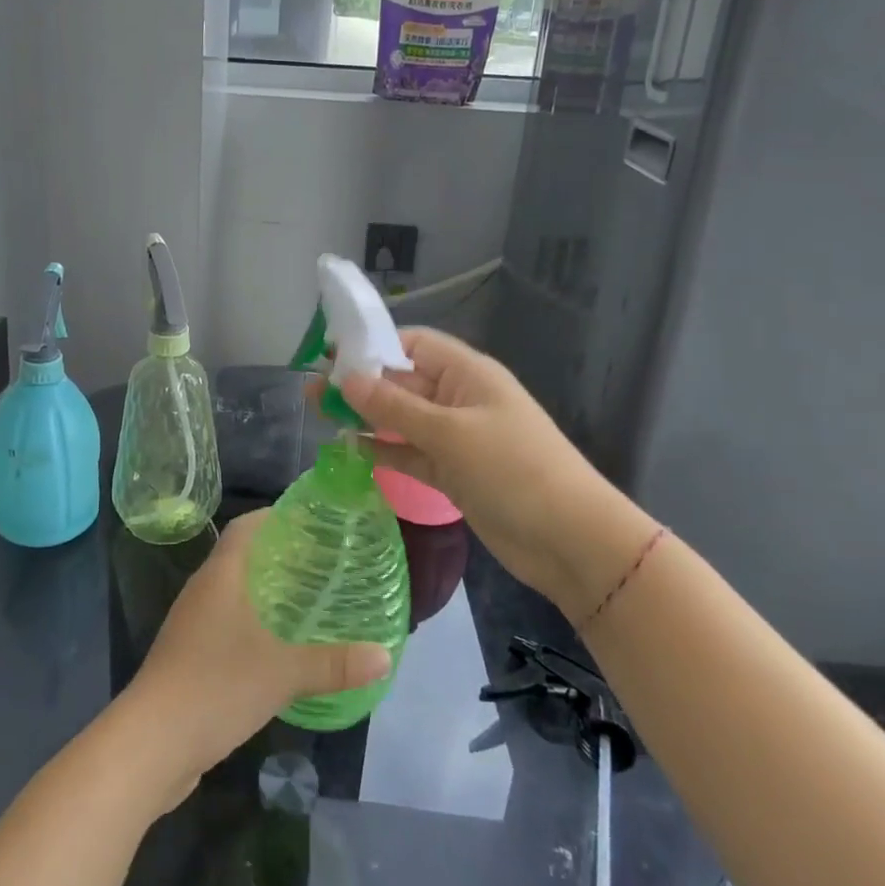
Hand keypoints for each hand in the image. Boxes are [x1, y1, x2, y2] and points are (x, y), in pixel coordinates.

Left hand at [117, 510, 390, 806]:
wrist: (151, 744)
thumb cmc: (216, 686)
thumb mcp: (283, 673)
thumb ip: (334, 663)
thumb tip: (384, 656)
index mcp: (220, 575)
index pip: (246, 527)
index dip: (275, 517)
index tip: (311, 520)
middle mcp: (203, 591)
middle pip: (242, 557)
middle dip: (279, 556)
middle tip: (323, 562)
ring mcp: (191, 625)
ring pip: (234, 594)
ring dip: (266, 593)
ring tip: (308, 601)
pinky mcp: (188, 658)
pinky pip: (226, 625)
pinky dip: (253, 626)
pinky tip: (279, 648)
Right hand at [338, 328, 647, 610]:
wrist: (571, 541)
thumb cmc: (513, 470)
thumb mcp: (450, 433)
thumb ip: (395, 407)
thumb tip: (346, 379)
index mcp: (466, 373)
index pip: (412, 344)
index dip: (372, 347)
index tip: (330, 357)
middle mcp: (459, 398)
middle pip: (403, 381)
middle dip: (361, 384)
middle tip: (313, 393)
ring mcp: (457, 438)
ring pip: (403, 419)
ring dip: (367, 418)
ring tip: (321, 418)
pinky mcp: (454, 473)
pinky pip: (411, 453)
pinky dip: (384, 451)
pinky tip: (351, 450)